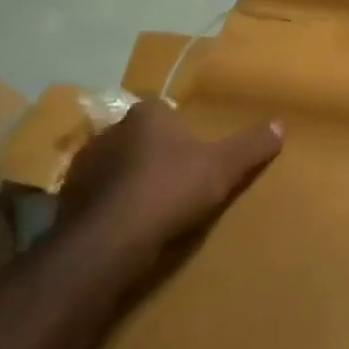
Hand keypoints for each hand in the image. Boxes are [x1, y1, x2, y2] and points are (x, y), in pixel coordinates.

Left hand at [55, 99, 282, 266]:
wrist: (111, 237)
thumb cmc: (170, 190)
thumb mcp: (222, 167)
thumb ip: (250, 145)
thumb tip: (280, 123)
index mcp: (146, 115)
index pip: (163, 110)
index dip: (180, 130)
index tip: (195, 152)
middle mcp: (110, 131)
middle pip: (138, 137)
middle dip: (153, 153)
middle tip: (177, 179)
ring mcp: (84, 164)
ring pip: (114, 165)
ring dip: (129, 179)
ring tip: (151, 206)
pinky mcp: (68, 197)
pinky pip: (97, 195)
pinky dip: (110, 204)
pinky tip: (126, 224)